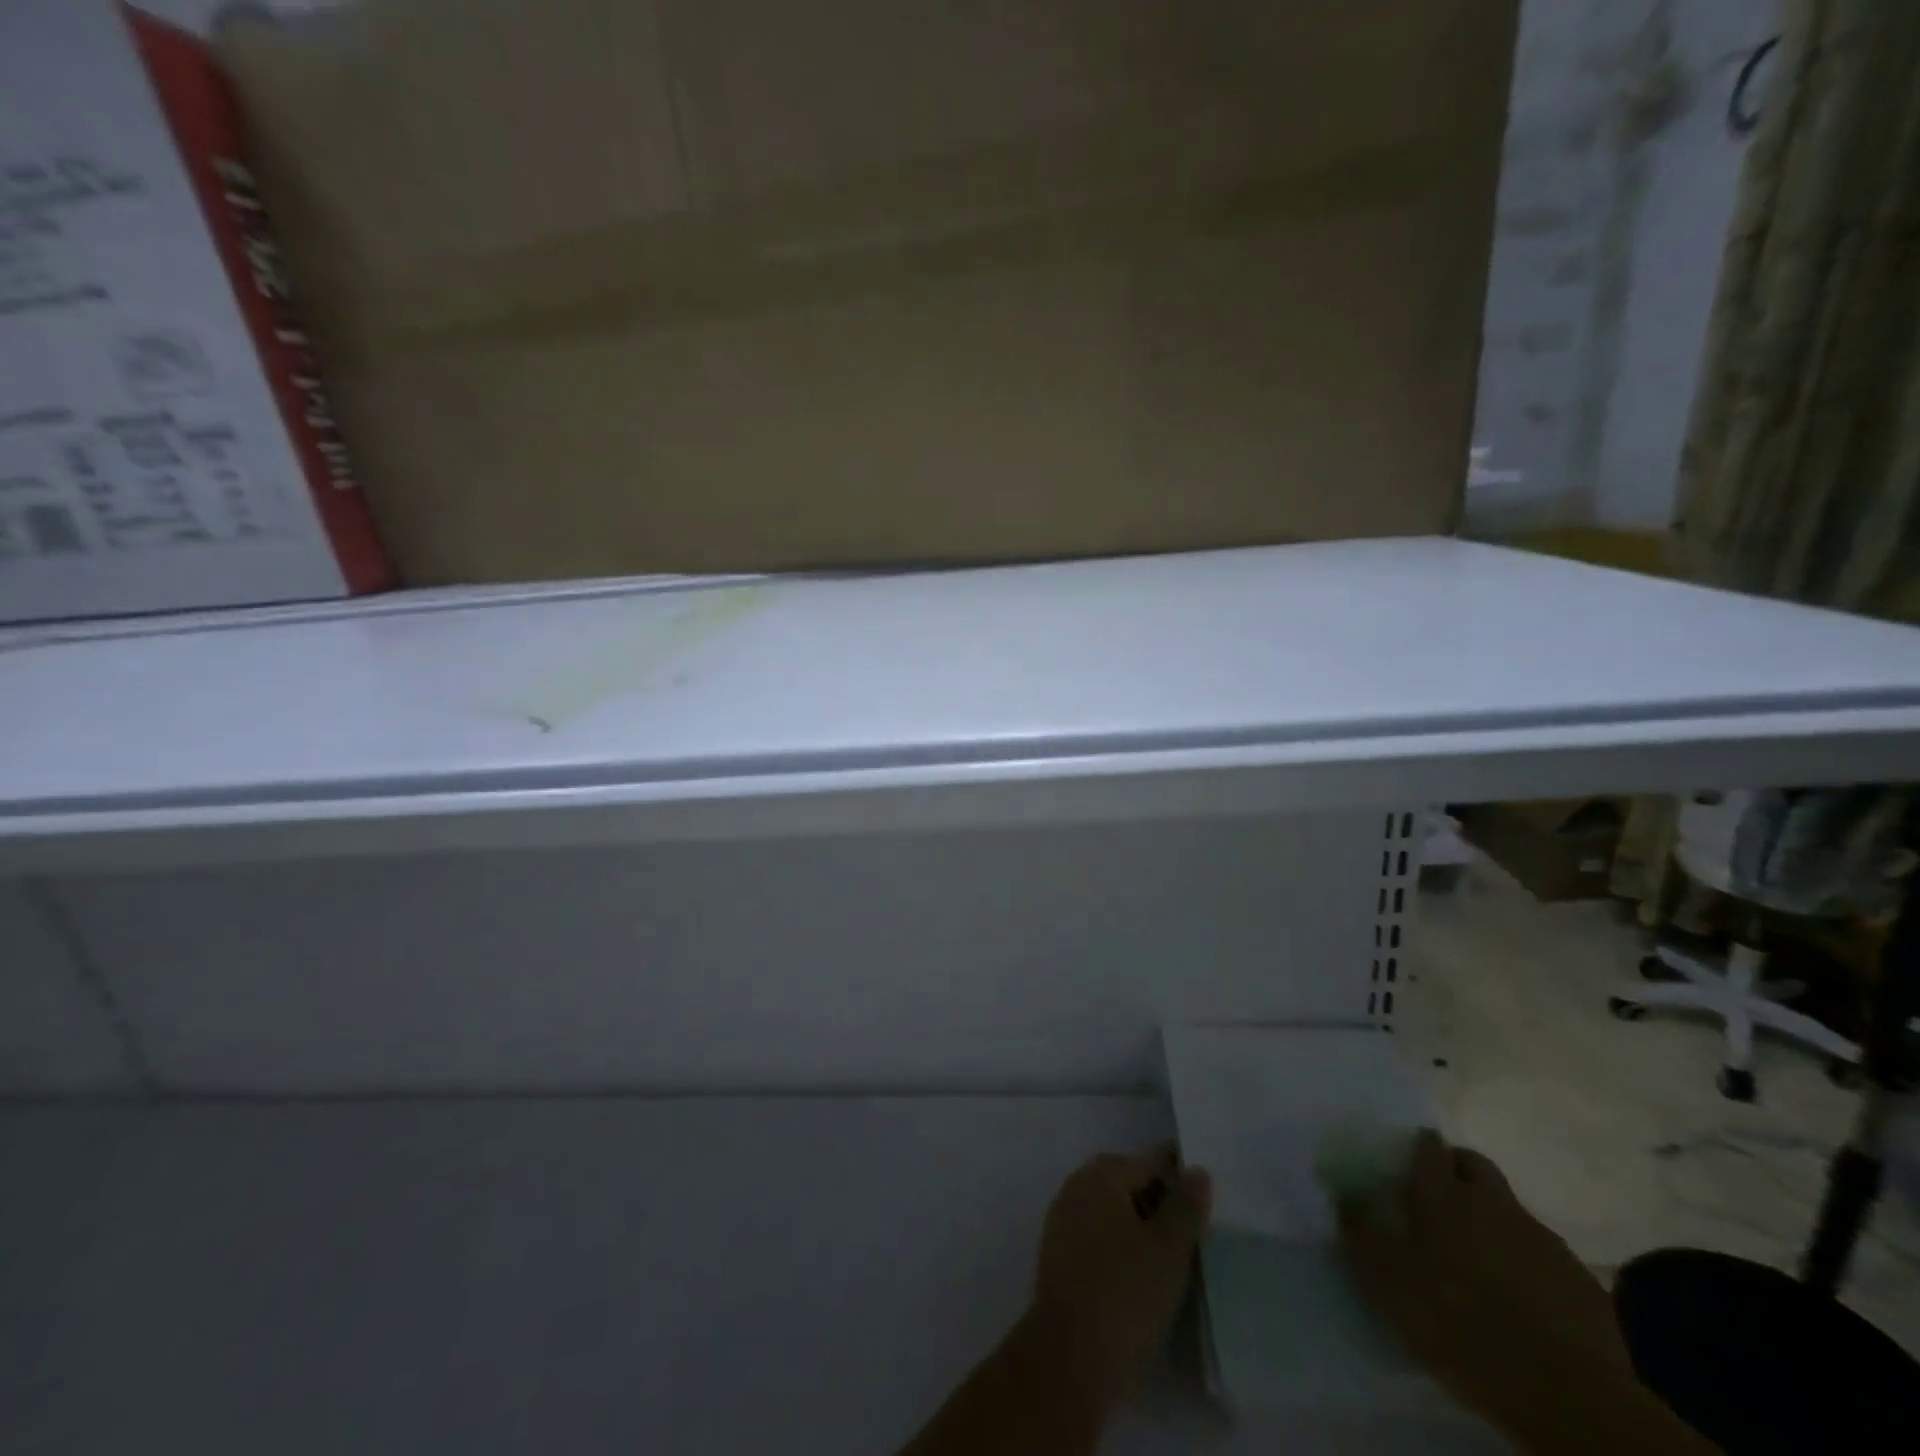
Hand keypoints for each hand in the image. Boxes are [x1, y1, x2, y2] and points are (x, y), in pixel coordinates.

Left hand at [1023, 1144, 1211, 1419]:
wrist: (1069, 1356)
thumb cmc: (1125, 1293)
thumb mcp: (1168, 1249)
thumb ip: (1186, 1205)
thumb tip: (1197, 1169)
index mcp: (1101, 1174)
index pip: (1150, 1160)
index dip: (1181, 1173)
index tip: (1209, 1194)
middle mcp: (1077, 1186)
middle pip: (1128, 1179)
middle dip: (1161, 1198)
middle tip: (1196, 1230)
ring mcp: (1063, 1219)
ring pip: (1113, 1208)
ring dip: (1141, 1222)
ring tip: (1175, 1255)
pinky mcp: (1059, 1253)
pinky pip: (1098, 1233)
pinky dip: (1122, 1243)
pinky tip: (1144, 1273)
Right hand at [1336, 1131, 1639, 1451]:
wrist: (1564, 1393)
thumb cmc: (1457, 1323)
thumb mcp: (1386, 1281)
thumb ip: (1360, 1233)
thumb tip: (1343, 1196)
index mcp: (1443, 1194)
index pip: (1429, 1147)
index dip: (1418, 1148)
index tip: (1407, 1160)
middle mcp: (1492, 1202)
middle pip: (1474, 1164)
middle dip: (1458, 1170)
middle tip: (1441, 1199)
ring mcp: (1542, 1239)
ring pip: (1511, 1210)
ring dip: (1493, 1219)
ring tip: (1479, 1258)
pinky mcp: (1581, 1281)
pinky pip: (1544, 1256)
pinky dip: (1528, 1263)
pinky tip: (1520, 1298)